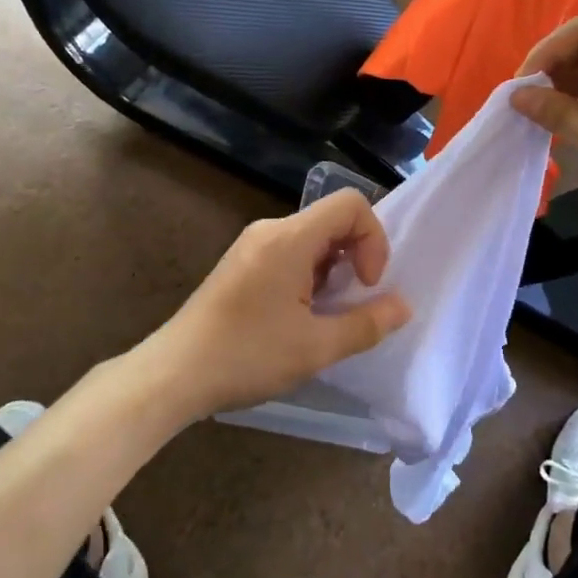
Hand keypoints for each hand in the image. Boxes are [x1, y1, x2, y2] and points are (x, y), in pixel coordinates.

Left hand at [141, 189, 411, 418]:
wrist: (173, 373)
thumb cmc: (247, 355)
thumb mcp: (316, 347)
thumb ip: (366, 324)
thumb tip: (403, 306)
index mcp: (290, 237)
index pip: (350, 204)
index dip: (373, 238)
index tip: (365, 283)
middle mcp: (270, 230)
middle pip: (331, 220)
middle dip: (354, 257)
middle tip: (349, 304)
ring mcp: (252, 245)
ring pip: (311, 238)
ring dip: (331, 270)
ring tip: (323, 316)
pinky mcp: (241, 263)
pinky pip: (289, 252)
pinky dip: (308, 275)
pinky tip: (297, 317)